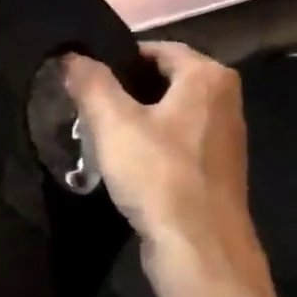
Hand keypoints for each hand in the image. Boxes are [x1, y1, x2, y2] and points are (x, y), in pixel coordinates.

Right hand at [63, 41, 270, 296]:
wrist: (199, 247)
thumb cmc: (158, 174)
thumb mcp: (113, 123)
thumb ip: (90, 83)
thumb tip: (71, 55)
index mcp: (208, 77)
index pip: (156, 49)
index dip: (117, 59)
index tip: (84, 79)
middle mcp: (225, 101)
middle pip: (163, 81)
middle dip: (124, 92)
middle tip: (85, 108)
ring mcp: (223, 139)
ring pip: (169, 115)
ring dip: (135, 121)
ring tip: (98, 137)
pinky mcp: (216, 172)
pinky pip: (176, 144)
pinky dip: (150, 147)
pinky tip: (124, 166)